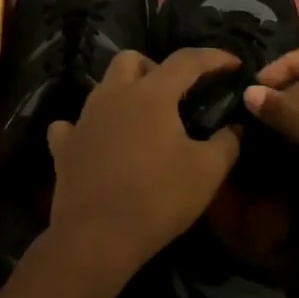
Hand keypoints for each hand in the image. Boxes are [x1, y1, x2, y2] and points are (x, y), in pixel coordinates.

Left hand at [45, 48, 242, 285]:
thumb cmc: (157, 199)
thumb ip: (228, 142)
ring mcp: (83, 119)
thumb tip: (235, 127)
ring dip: (125, 92)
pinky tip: (100, 140)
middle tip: (176, 94)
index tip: (234, 64)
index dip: (214, 57)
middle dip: (157, 67)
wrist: (96, 239)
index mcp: (152, 94)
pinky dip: (89, 126)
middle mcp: (114, 95)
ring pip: (103, 86)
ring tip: (143, 118)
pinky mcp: (63, 146)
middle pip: (132, 59)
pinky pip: (72, 124)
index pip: (187, 60)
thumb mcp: (207, 172)